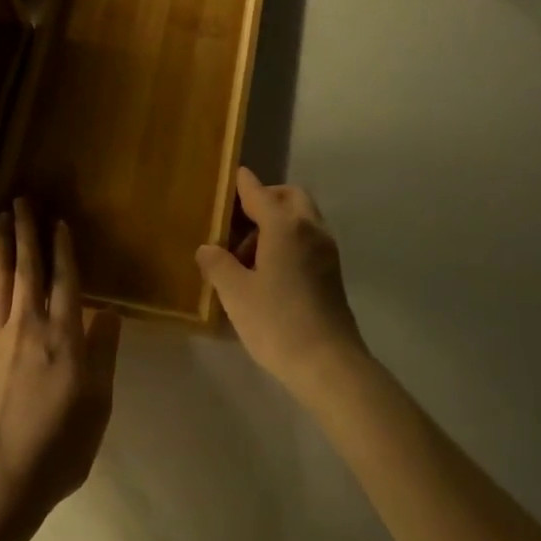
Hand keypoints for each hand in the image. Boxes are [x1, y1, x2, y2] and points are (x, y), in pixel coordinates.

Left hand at [0, 199, 121, 532]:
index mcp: (64, 337)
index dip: (63, 249)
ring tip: (1, 218)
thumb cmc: (58, 447)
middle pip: (28, 269)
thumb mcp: (98, 404)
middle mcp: (29, 326)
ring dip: (1, 245)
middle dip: (27, 232)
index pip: (66, 280)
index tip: (59, 222)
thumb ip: (103, 352)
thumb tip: (108, 311)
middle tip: (22, 201)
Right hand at [196, 167, 366, 396]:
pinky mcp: (333, 272)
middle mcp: (310, 229)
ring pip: (301, 218)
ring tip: (247, 255)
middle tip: (238, 223)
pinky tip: (268, 271)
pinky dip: (288, 240)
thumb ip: (217, 264)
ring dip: (276, 223)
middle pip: (289, 197)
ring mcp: (326, 251)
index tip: (231, 176)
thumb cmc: (277, 322)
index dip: (242, 184)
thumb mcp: (235, 293)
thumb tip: (207, 249)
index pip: (259, 193)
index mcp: (285, 226)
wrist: (329, 364)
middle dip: (265, 200)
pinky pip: (308, 239)